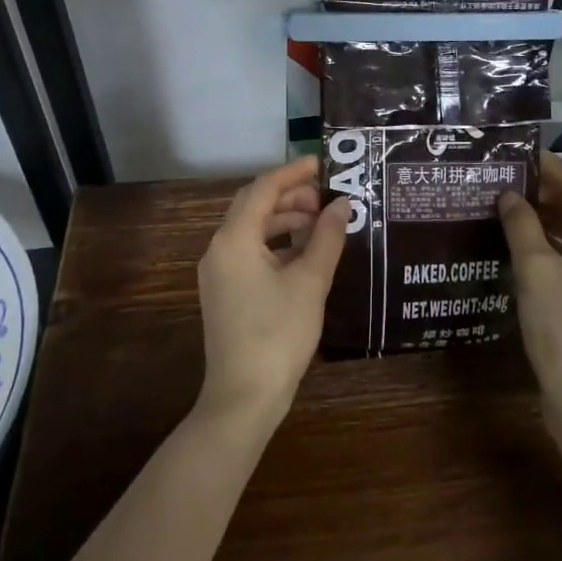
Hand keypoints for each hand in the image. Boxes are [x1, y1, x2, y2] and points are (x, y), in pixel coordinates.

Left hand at [196, 156, 349, 426]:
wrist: (244, 397)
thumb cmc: (279, 333)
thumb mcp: (311, 281)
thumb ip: (327, 237)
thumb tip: (343, 204)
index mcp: (234, 238)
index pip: (263, 189)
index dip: (294, 172)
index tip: (324, 163)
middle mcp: (219, 248)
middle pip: (253, 206)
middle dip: (290, 196)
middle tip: (327, 195)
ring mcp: (218, 272)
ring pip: (251, 230)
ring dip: (284, 220)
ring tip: (321, 222)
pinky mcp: (225, 292)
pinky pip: (249, 252)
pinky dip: (276, 245)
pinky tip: (304, 254)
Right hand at [499, 152, 561, 414]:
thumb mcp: (535, 269)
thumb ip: (521, 225)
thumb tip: (509, 195)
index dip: (554, 169)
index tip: (523, 155)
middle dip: (551, 191)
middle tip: (513, 180)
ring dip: (551, 218)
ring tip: (514, 207)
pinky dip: (554, 245)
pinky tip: (526, 249)